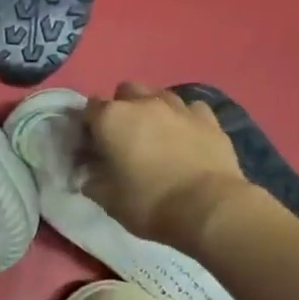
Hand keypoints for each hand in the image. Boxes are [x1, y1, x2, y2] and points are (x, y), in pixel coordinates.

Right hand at [82, 82, 250, 246]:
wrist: (208, 208)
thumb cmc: (148, 203)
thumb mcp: (107, 199)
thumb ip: (92, 180)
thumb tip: (89, 173)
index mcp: (111, 119)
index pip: (89, 109)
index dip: (88, 127)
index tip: (92, 146)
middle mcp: (143, 103)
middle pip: (126, 91)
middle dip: (121, 108)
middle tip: (123, 137)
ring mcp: (179, 107)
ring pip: (158, 94)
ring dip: (152, 109)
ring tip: (155, 135)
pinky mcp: (209, 119)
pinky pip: (190, 109)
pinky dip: (183, 118)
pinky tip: (186, 136)